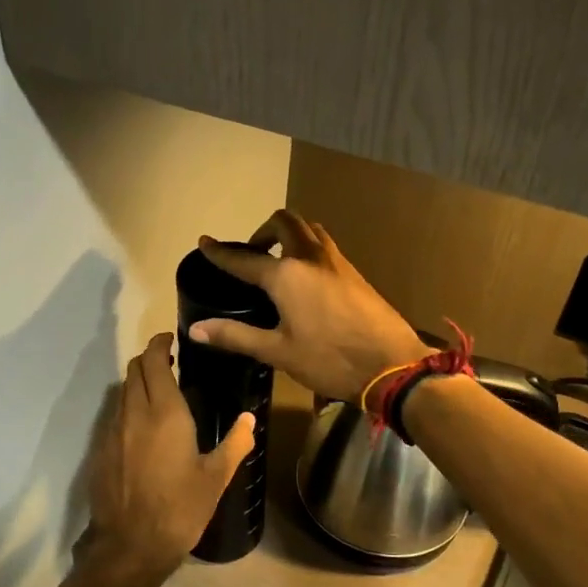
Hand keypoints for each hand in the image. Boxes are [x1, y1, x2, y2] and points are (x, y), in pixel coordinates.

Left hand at [77, 334, 255, 586]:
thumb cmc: (180, 509)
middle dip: (149, 360)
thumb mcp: (216, 478)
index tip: (171, 340)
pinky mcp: (101, 451)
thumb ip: (235, 443)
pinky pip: (114, 416)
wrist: (131, 546)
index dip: (160, 344)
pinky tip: (143, 428)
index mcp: (165, 413)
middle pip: (134, 370)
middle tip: (169, 364)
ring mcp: (112, 432)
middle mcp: (134, 414)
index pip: (154, 362)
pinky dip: (128, 408)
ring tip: (158, 394)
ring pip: (121, 392)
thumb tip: (250, 418)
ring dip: (137, 383)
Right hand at [189, 210, 430, 402]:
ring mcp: (337, 261)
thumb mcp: (278, 351)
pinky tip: (306, 279)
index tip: (205, 242)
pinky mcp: (354, 273)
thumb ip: (236, 335)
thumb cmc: (329, 360)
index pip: (244, 258)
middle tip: (252, 254)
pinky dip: (307, 248)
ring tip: (278, 261)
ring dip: (289, 234)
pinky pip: (324, 245)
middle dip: (262, 231)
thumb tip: (196, 329)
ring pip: (309, 229)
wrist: (392, 363)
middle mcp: (310, 257)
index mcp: (286, 275)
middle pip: (283, 223)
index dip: (221, 252)